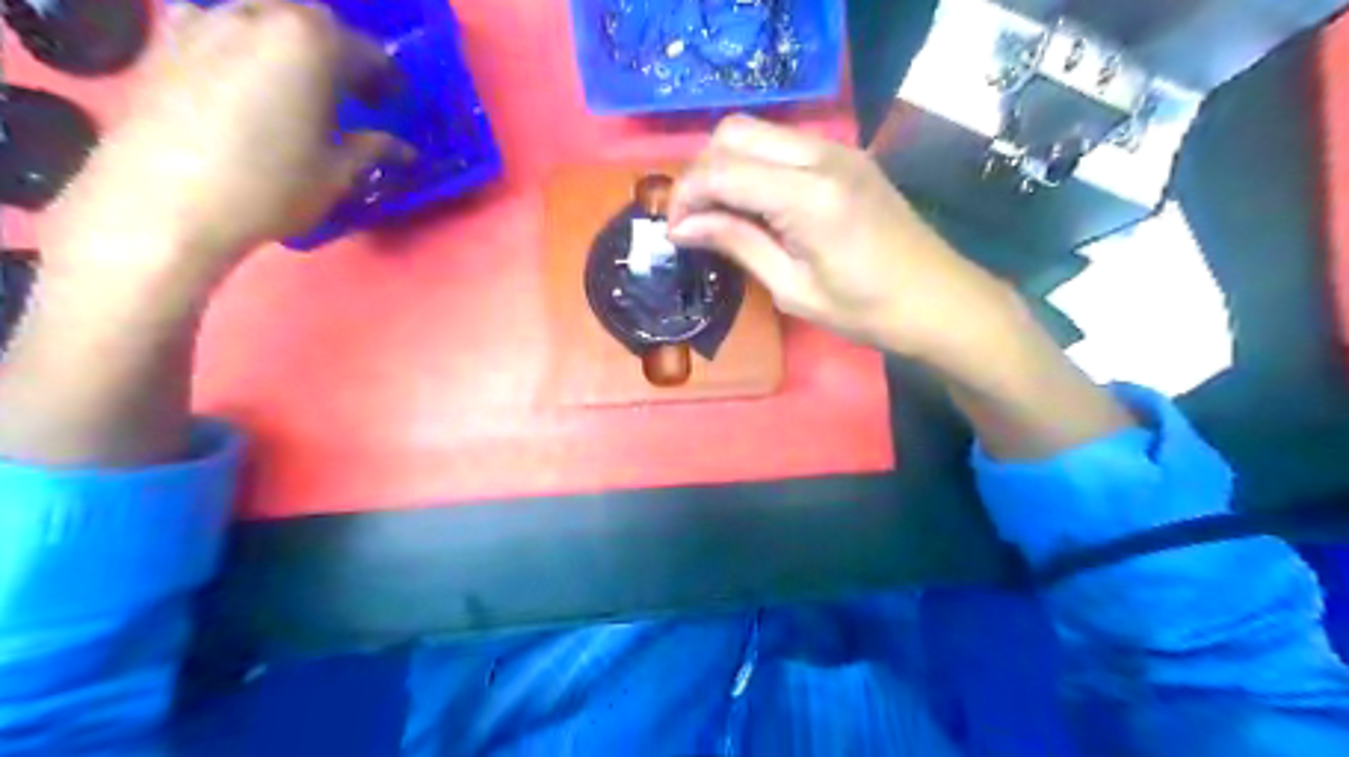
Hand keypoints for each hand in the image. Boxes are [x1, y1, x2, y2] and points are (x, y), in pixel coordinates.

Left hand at [43, 0, 395, 297]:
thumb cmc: (270, 186)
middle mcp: (257, 15)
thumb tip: (404, 150)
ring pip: (260, 15)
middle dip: (338, 50)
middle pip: (311, 20)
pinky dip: (235, 37)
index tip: (394, 101)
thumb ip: (372, 149)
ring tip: (298, 80)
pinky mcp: (166, 41)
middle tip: (351, 89)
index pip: (365, 50)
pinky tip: (240, 67)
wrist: (167, 201)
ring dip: (288, 41)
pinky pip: (211, 21)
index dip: (386, 77)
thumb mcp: (337, 173)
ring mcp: (205, 22)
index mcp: (309, 43)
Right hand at [668, 117, 1017, 358]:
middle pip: (733, 133)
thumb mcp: (793, 289)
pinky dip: (754, 164)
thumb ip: (738, 245)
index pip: (722, 170)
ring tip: (721, 215)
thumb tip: (682, 228)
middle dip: (701, 172)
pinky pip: (781, 143)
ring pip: (755, 131)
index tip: (674, 232)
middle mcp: (821, 156)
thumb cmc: (867, 311)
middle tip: (695, 221)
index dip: (686, 197)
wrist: (940, 300)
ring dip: (726, 165)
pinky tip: (755, 204)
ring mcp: (837, 149)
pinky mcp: (845, 156)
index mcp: (808, 196)